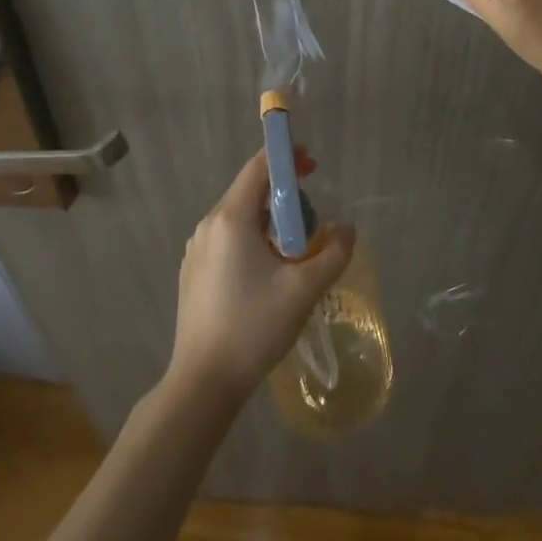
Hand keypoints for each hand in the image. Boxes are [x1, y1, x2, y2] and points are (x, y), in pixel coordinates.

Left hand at [168, 148, 355, 402]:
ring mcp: (197, 249)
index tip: (314, 166)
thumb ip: (335, 252)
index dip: (287, 158)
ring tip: (295, 255)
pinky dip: (253, 240)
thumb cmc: (254, 327)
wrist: (203, 382)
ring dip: (271, 222)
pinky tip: (268, 275)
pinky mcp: (194, 271)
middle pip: (250, 191)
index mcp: (231, 219)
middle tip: (313, 224)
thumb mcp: (305, 289)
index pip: (259, 167)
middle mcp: (208, 225)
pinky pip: (228, 239)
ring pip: (240, 217)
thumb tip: (347, 229)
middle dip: (285, 197)